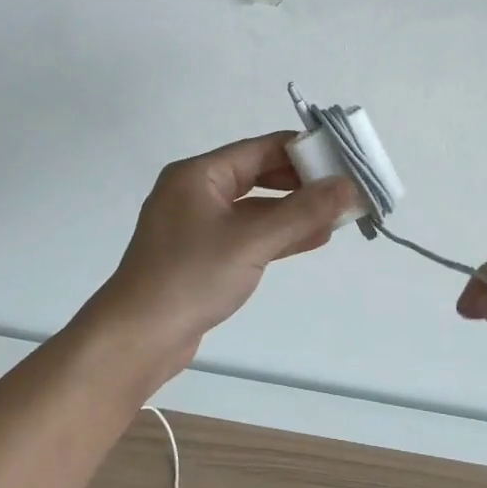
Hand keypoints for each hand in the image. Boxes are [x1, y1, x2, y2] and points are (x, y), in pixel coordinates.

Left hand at [80, 133, 356, 384]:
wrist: (137, 339)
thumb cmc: (191, 277)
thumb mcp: (252, 240)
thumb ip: (303, 211)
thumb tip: (348, 186)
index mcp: (199, 174)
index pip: (261, 149)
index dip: (304, 151)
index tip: (343, 159)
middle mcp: (196, 192)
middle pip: (259, 175)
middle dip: (303, 183)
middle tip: (345, 189)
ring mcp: (198, 225)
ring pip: (256, 208)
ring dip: (295, 211)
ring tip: (339, 215)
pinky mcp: (203, 255)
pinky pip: (248, 234)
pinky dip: (278, 234)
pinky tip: (314, 237)